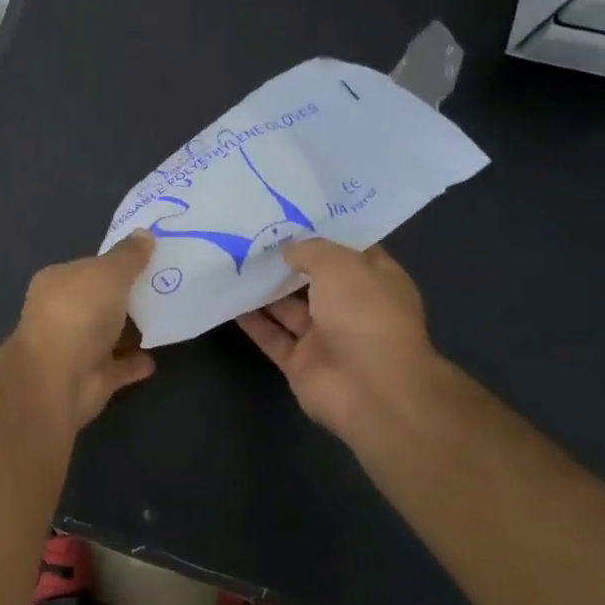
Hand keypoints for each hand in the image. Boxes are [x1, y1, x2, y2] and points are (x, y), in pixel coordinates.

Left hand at [12, 233, 156, 430]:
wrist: (58, 379)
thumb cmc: (78, 314)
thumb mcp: (107, 274)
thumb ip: (128, 256)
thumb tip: (145, 233)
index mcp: (58, 282)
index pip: (90, 266)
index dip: (117, 262)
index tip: (151, 258)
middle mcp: (63, 312)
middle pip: (102, 299)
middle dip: (128, 295)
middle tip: (168, 284)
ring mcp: (77, 347)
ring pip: (110, 334)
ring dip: (134, 328)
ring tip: (168, 316)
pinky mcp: (92, 378)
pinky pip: (119, 366)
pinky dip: (135, 362)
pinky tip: (156, 357)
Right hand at [236, 238, 439, 444]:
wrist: (369, 389)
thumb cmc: (365, 315)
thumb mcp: (341, 265)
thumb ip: (311, 251)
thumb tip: (288, 251)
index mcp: (376, 281)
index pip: (351, 251)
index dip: (324, 234)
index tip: (290, 216)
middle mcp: (353, 308)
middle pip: (315, 280)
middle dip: (288, 261)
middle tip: (251, 237)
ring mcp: (326, 338)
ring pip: (289, 309)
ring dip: (265, 290)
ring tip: (233, 263)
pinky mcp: (301, 363)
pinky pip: (272, 337)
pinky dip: (252, 321)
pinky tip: (228, 299)